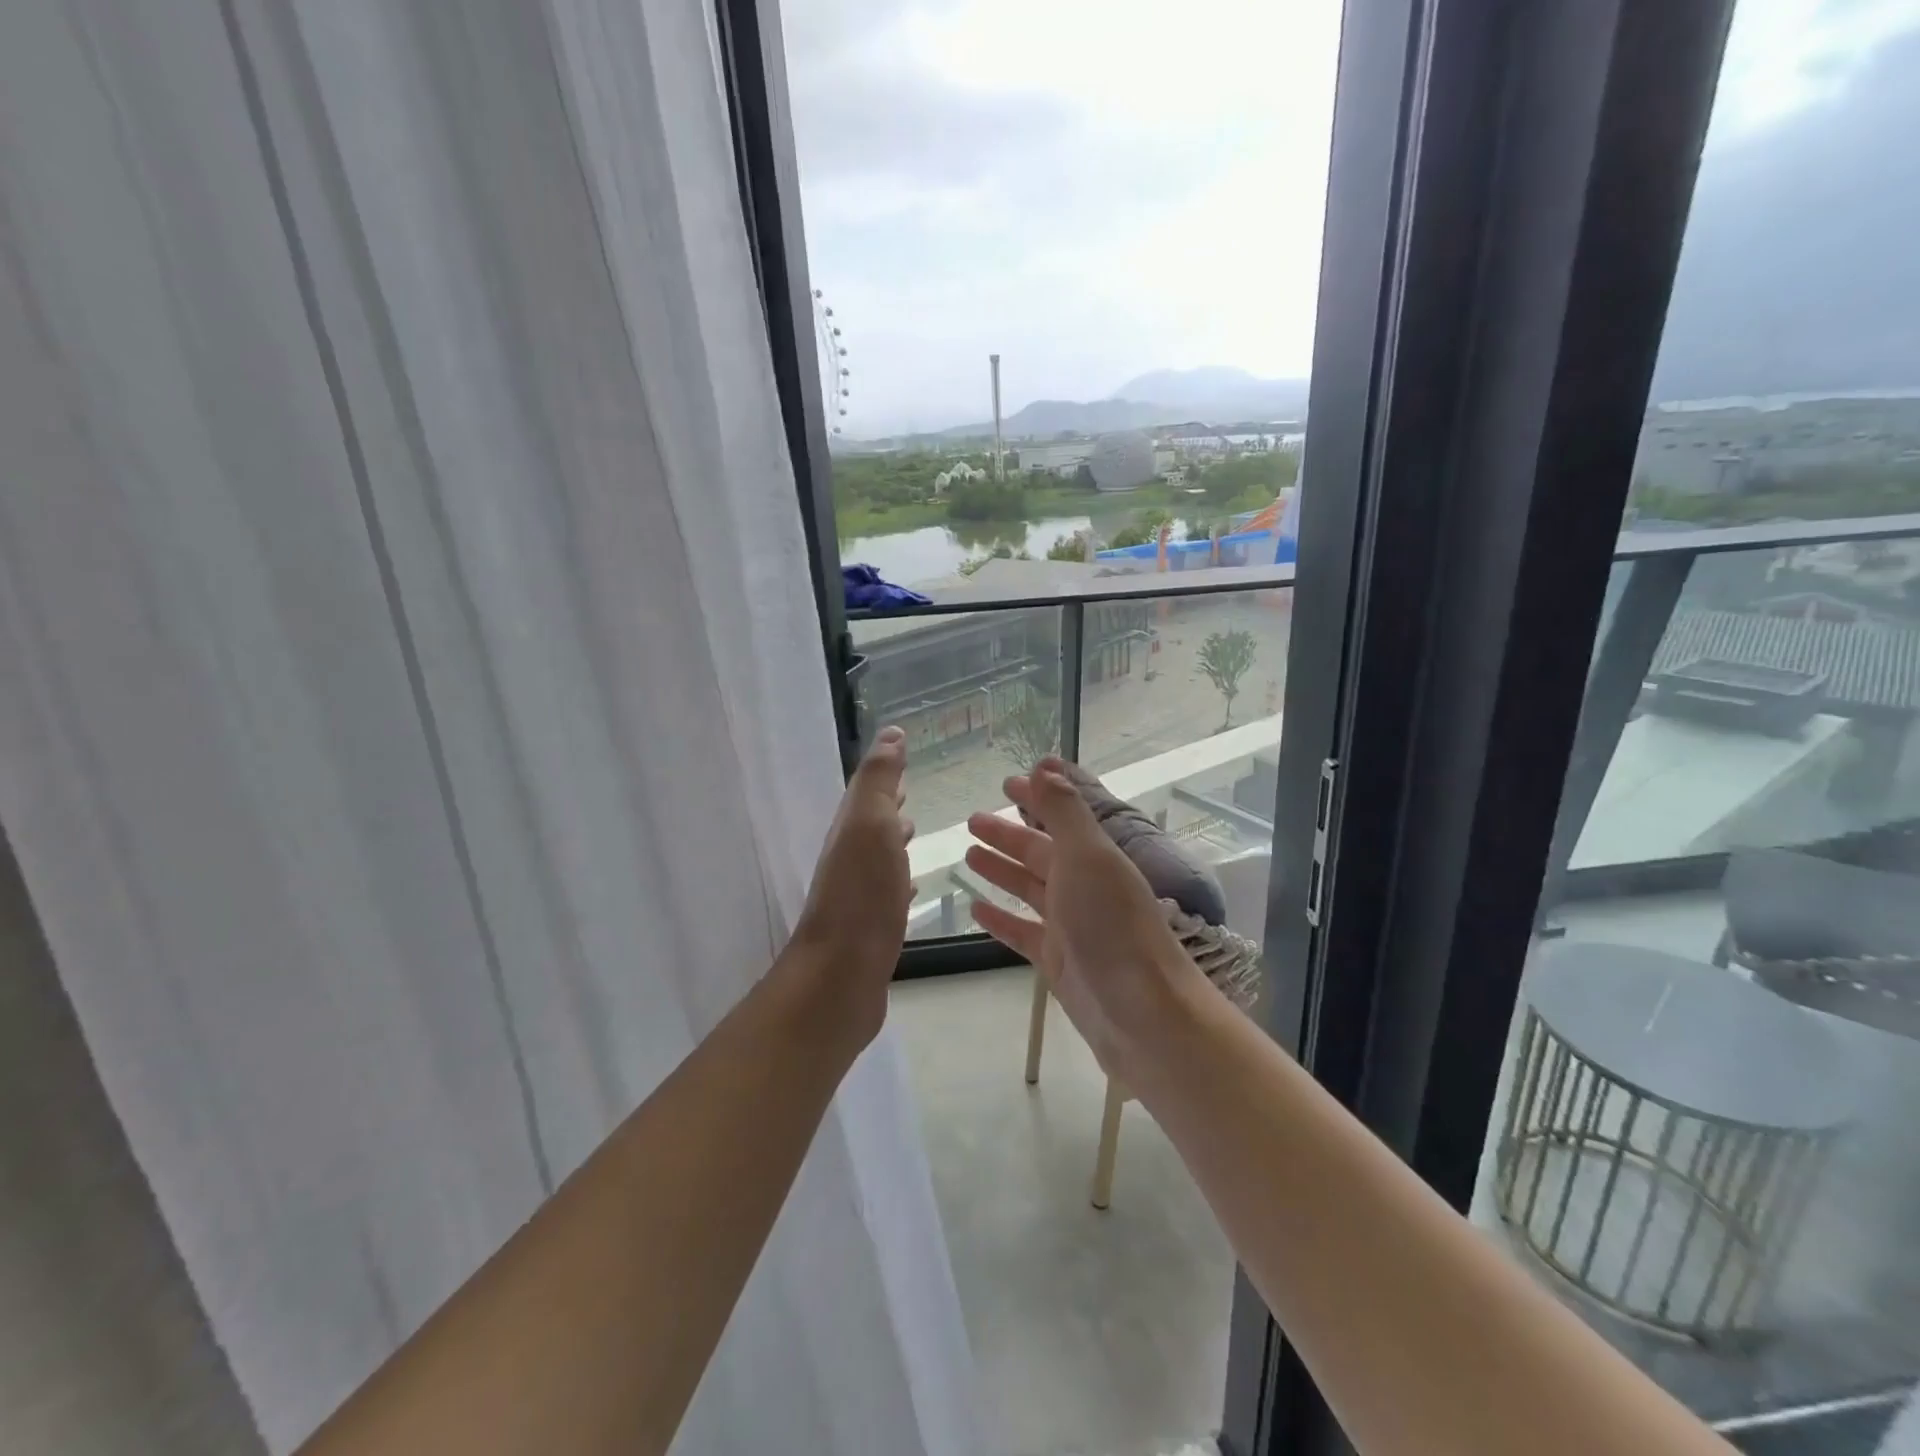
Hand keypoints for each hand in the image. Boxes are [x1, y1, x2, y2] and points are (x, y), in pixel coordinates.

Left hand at [787, 726, 914, 1045]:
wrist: (841, 977)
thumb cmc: (862, 895)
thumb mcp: (870, 824)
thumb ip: (879, 780)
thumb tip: (890, 733)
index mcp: (850, 832)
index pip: (867, 793)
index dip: (884, 775)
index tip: (905, 756)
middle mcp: (849, 861)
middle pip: (870, 825)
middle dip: (889, 806)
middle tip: (912, 793)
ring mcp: (858, 897)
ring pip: (878, 858)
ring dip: (893, 842)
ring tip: (915, 832)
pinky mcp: (871, 930)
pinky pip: (887, 894)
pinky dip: (899, 882)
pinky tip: (911, 890)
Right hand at [965, 758, 1206, 1081]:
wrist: (1143, 1015)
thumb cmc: (1113, 927)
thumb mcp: (1089, 858)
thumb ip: (1064, 812)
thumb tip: (1045, 765)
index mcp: (1094, 857)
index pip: (1060, 817)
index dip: (1035, 798)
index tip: (1005, 782)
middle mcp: (1083, 886)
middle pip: (1039, 852)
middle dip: (1008, 834)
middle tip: (971, 820)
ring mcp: (1070, 925)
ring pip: (1028, 889)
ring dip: (1001, 871)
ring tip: (969, 855)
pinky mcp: (1057, 962)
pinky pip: (1022, 932)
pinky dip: (1001, 918)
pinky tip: (976, 909)